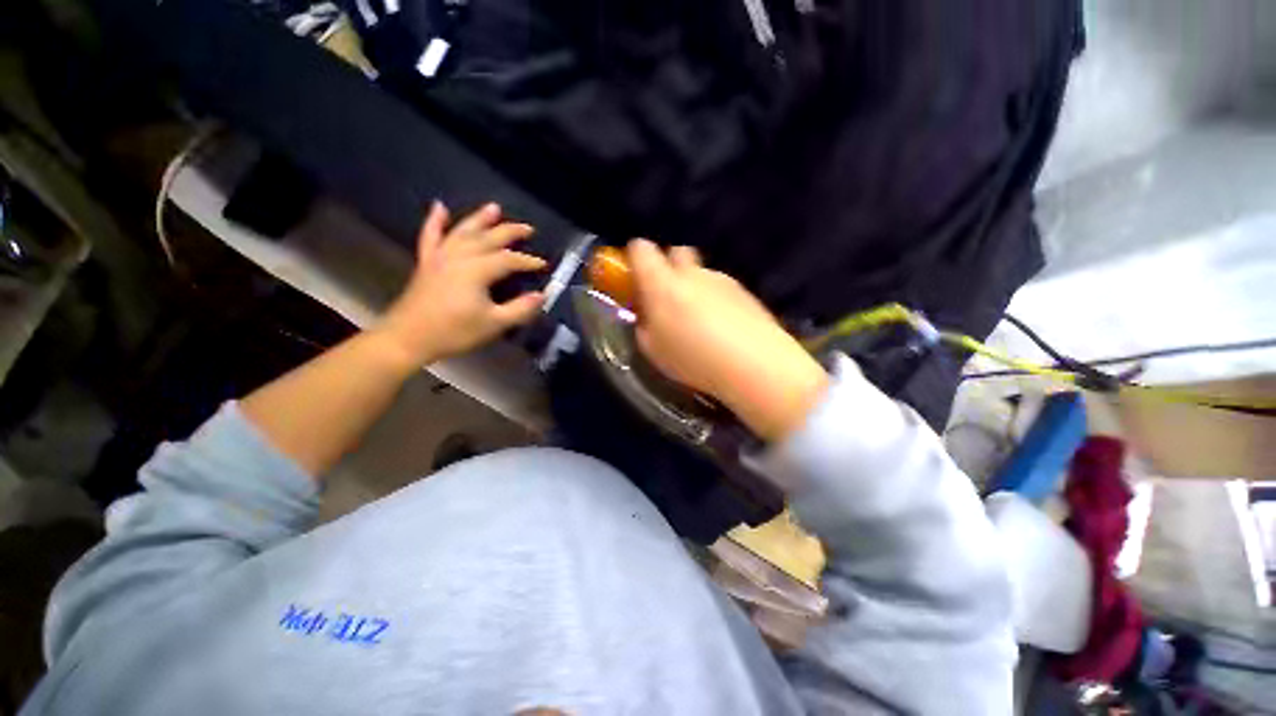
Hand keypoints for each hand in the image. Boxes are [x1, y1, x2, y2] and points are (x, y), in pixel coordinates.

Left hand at [373, 202, 545, 368]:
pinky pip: (430, 236)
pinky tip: (439, 207)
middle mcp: (459, 257)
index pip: (508, 260)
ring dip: (479, 219)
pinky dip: (434, 221)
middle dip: (510, 232)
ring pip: (463, 231)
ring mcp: (440, 257)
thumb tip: (541, 295)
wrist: (408, 338)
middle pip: (488, 239)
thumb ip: (520, 308)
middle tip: (528, 228)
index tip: (543, 265)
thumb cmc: (455, 332)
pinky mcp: (426, 262)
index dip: (528, 261)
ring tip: (494, 207)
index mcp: (477, 271)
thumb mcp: (494, 324)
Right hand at [627, 239, 827, 441]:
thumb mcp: (652, 349)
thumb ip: (643, 324)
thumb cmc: (693, 359)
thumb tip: (646, 312)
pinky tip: (722, 326)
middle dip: (668, 267)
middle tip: (667, 296)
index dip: (635, 257)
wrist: (754, 363)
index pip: (641, 249)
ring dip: (693, 286)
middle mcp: (692, 273)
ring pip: (700, 272)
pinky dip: (715, 299)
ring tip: (700, 321)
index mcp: (662, 284)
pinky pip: (720, 287)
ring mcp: (720, 279)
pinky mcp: (743, 290)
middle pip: (676, 252)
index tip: (636, 277)